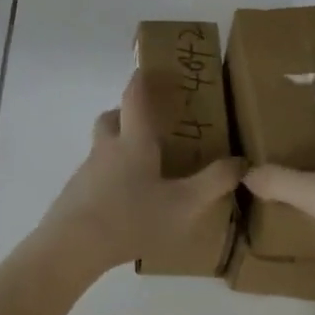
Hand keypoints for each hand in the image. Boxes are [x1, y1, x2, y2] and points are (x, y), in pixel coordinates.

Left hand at [37, 71, 244, 274]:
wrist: (72, 246)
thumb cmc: (132, 217)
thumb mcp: (184, 205)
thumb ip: (214, 182)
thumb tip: (241, 161)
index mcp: (133, 140)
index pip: (134, 97)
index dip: (141, 79)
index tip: (149, 68)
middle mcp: (107, 147)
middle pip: (112, 118)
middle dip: (128, 115)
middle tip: (151, 126)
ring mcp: (87, 170)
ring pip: (103, 146)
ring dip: (120, 148)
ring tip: (144, 170)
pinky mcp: (76, 193)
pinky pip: (97, 174)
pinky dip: (111, 177)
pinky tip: (126, 202)